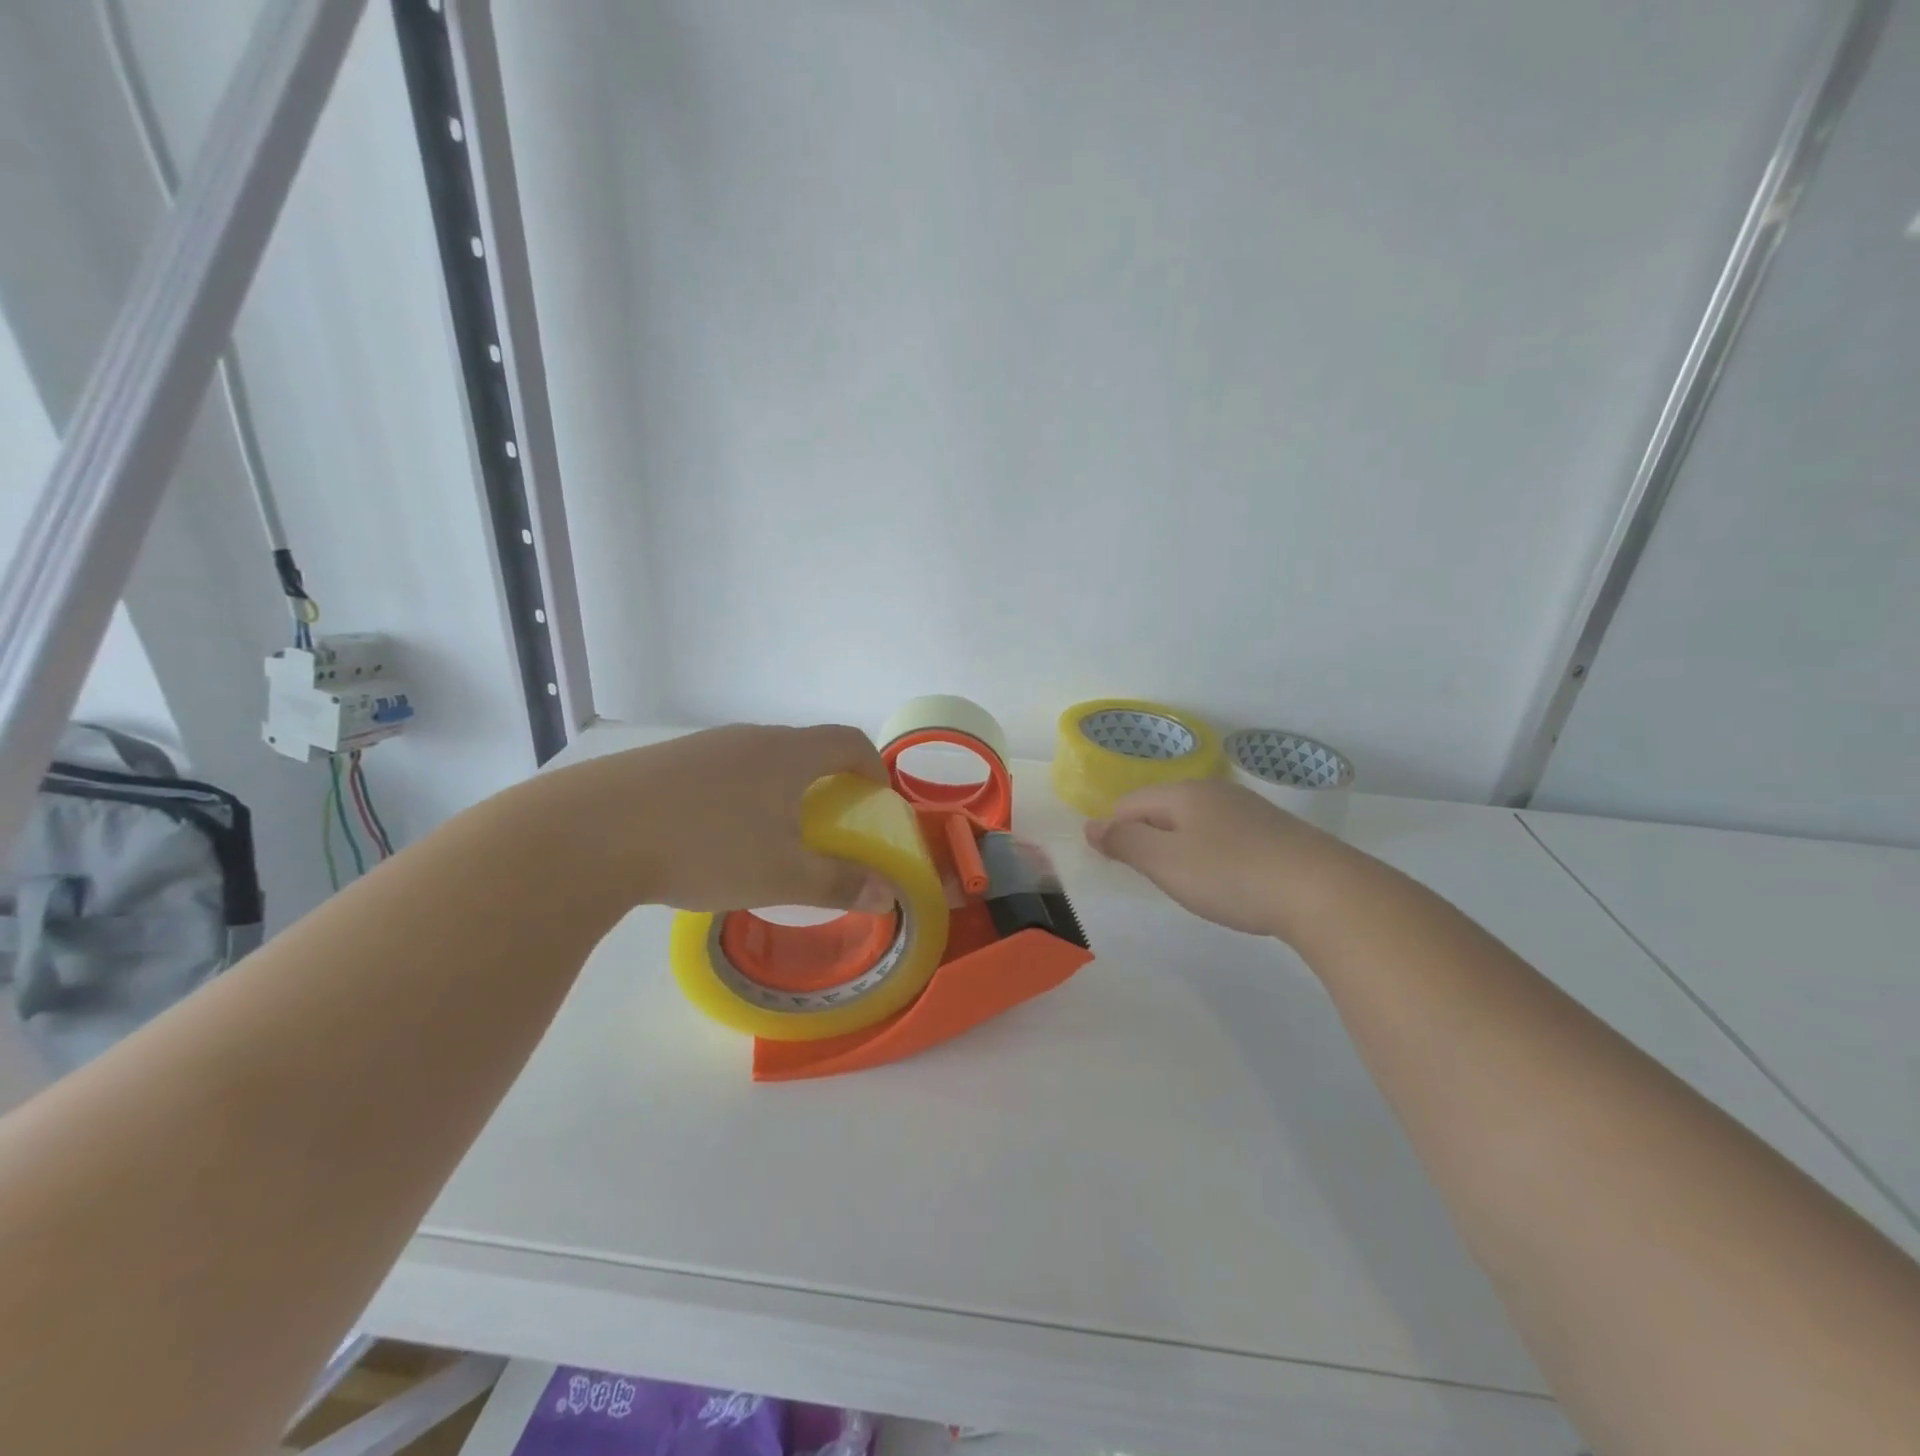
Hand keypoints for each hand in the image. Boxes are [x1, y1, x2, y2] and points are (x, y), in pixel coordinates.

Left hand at [522, 724, 895, 915]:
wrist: (589, 833)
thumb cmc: (706, 847)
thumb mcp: (782, 876)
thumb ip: (840, 883)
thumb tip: (889, 895)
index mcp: (788, 754)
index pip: (848, 741)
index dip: (873, 766)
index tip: (877, 799)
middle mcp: (749, 738)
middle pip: (804, 748)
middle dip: (827, 782)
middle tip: (828, 824)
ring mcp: (702, 746)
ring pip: (759, 761)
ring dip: (779, 790)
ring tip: (770, 835)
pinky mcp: (663, 762)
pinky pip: (720, 772)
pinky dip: (737, 796)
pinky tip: (712, 836)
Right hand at [1084, 778, 1355, 941]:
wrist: (1322, 892)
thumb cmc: (1231, 875)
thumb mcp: (1165, 862)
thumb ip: (1125, 842)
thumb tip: (1091, 825)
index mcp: (1183, 793)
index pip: (1129, 804)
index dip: (1114, 832)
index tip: (1116, 867)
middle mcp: (1215, 792)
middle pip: (1163, 810)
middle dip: (1147, 840)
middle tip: (1151, 878)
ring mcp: (1249, 810)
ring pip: (1196, 823)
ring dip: (1181, 849)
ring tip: (1188, 884)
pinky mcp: (1276, 832)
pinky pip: (1226, 837)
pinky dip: (1214, 856)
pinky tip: (1228, 881)